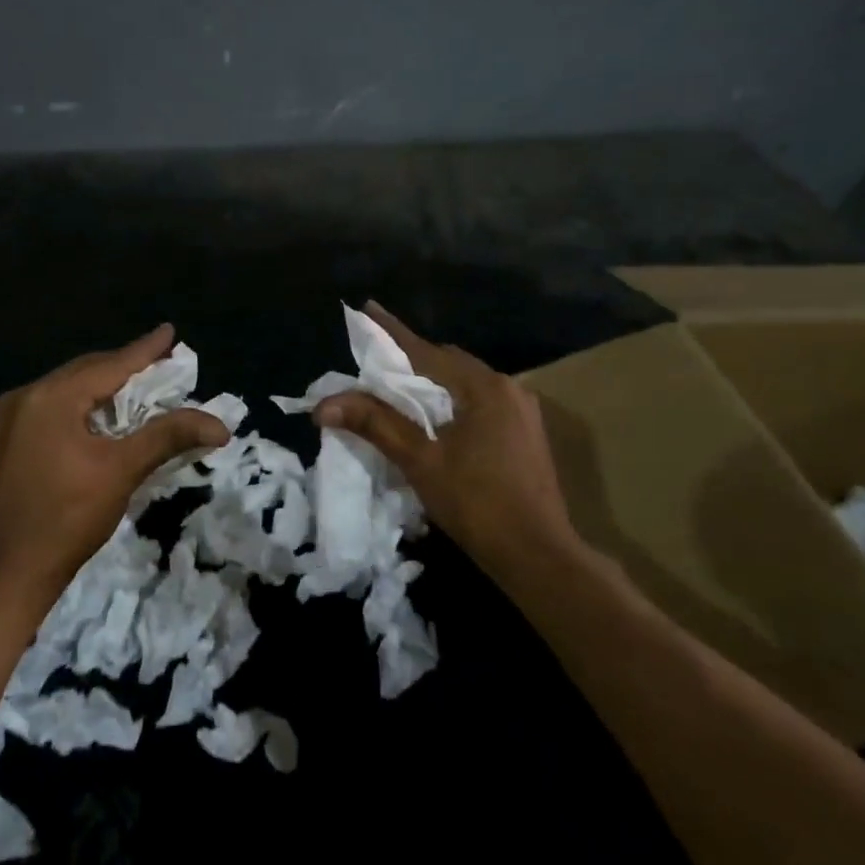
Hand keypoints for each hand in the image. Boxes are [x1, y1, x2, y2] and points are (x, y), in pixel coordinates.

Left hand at [0, 325, 230, 615]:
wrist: (8, 572)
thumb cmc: (68, 518)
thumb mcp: (122, 471)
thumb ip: (168, 436)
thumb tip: (220, 425)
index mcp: (50, 397)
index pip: (109, 365)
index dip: (144, 350)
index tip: (169, 331)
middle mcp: (27, 396)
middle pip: (87, 372)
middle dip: (126, 367)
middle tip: (162, 362)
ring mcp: (12, 418)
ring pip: (70, 389)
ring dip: (106, 387)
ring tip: (141, 384)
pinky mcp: (10, 440)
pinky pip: (55, 407)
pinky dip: (85, 405)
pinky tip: (105, 414)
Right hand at [314, 302, 577, 579]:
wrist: (540, 557)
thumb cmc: (477, 504)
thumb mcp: (420, 461)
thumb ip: (375, 424)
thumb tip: (324, 404)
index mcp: (483, 387)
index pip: (426, 351)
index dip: (391, 331)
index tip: (366, 307)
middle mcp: (507, 388)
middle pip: (448, 363)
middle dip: (412, 359)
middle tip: (376, 361)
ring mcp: (521, 411)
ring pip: (465, 384)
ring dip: (433, 383)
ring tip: (398, 389)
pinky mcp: (525, 433)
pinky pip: (479, 402)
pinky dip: (452, 401)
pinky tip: (435, 419)